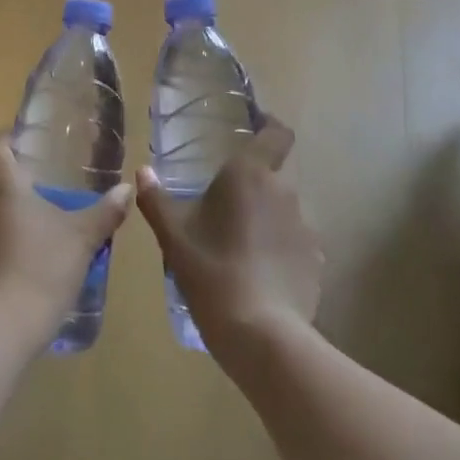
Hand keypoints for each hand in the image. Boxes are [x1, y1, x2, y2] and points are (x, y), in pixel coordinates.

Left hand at [0, 133, 133, 345]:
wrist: (4, 326)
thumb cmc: (43, 266)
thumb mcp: (83, 237)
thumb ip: (106, 211)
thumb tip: (127, 189)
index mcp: (3, 183)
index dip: (9, 136)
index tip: (31, 141)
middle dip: (17, 173)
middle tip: (48, 178)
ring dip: (11, 206)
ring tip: (43, 215)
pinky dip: (5, 234)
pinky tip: (30, 250)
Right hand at [136, 117, 322, 361]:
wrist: (260, 333)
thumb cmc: (212, 270)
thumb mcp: (173, 235)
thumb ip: (156, 199)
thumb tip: (143, 172)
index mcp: (250, 174)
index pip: (276, 134)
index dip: (271, 127)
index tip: (258, 127)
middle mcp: (284, 192)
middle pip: (273, 176)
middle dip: (253, 186)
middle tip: (224, 206)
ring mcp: (305, 228)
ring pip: (283, 212)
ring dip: (266, 220)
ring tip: (239, 246)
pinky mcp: (315, 262)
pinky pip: (294, 244)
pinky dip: (279, 250)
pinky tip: (259, 275)